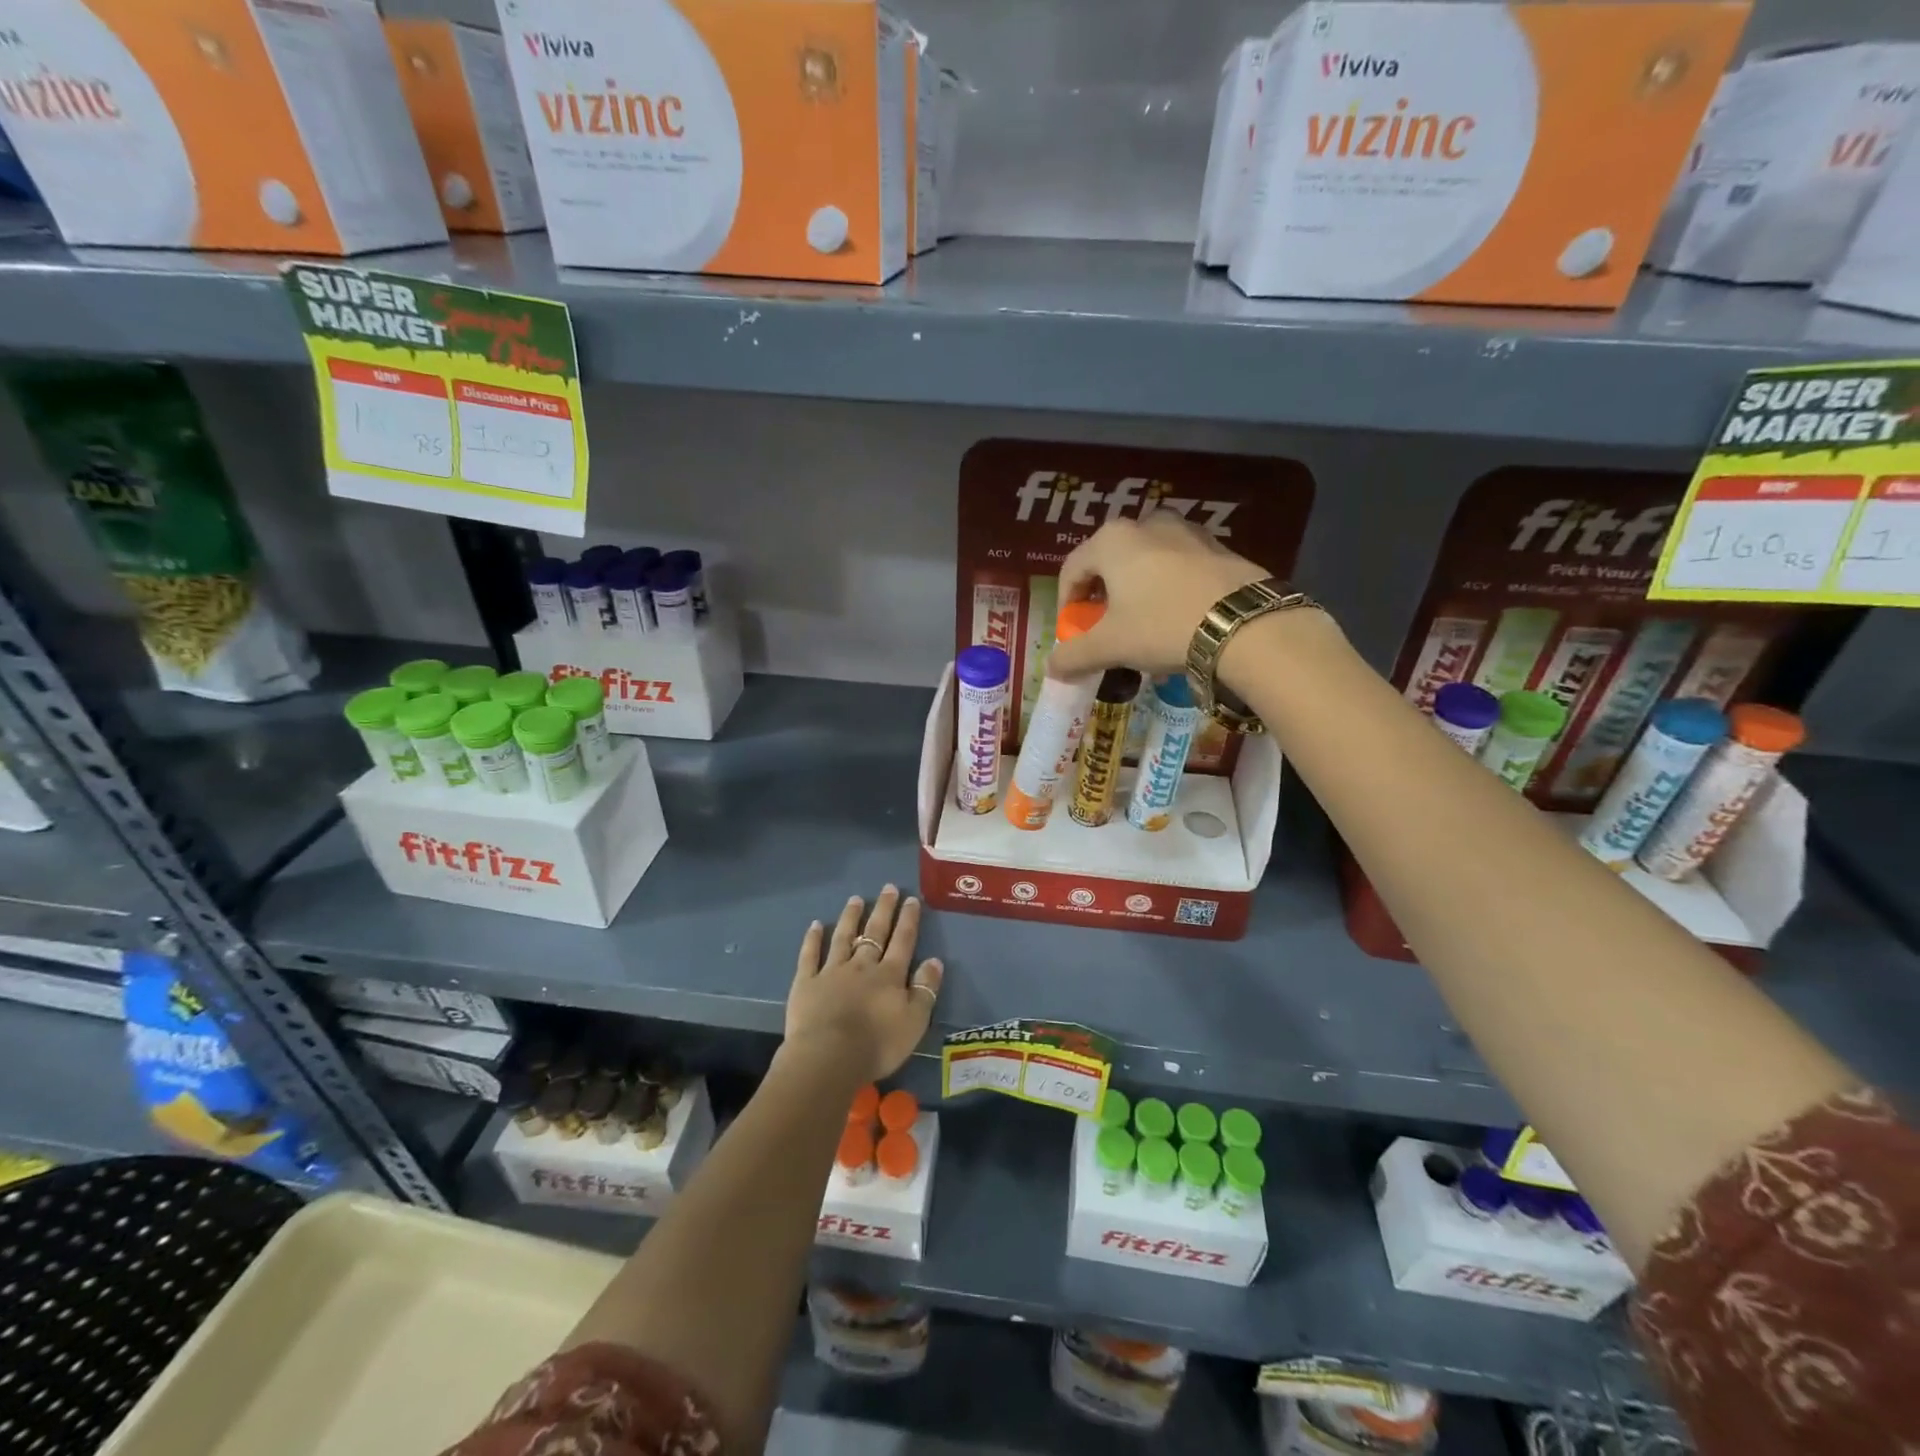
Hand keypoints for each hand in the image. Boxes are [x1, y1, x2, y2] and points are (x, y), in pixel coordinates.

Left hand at [786, 886, 942, 1082]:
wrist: (829, 1057)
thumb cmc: (877, 1044)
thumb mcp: (915, 1021)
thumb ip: (925, 989)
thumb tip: (934, 960)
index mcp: (889, 975)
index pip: (903, 941)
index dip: (908, 919)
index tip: (911, 899)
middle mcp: (862, 966)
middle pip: (875, 932)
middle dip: (884, 909)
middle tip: (888, 887)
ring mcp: (832, 972)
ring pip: (843, 937)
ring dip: (851, 917)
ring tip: (856, 898)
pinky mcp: (806, 983)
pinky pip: (810, 956)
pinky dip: (813, 939)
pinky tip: (815, 925)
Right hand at [1046, 511, 1268, 679]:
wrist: (1243, 624)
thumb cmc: (1161, 626)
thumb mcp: (1110, 646)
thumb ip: (1074, 655)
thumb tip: (1051, 668)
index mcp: (1111, 540)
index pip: (1072, 570)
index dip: (1066, 604)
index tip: (1072, 633)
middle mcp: (1146, 524)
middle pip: (1109, 562)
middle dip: (1101, 597)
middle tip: (1105, 629)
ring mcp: (1186, 531)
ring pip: (1145, 562)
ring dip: (1135, 591)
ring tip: (1141, 624)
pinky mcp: (1217, 547)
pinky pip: (1177, 566)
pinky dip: (1167, 589)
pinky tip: (1176, 619)